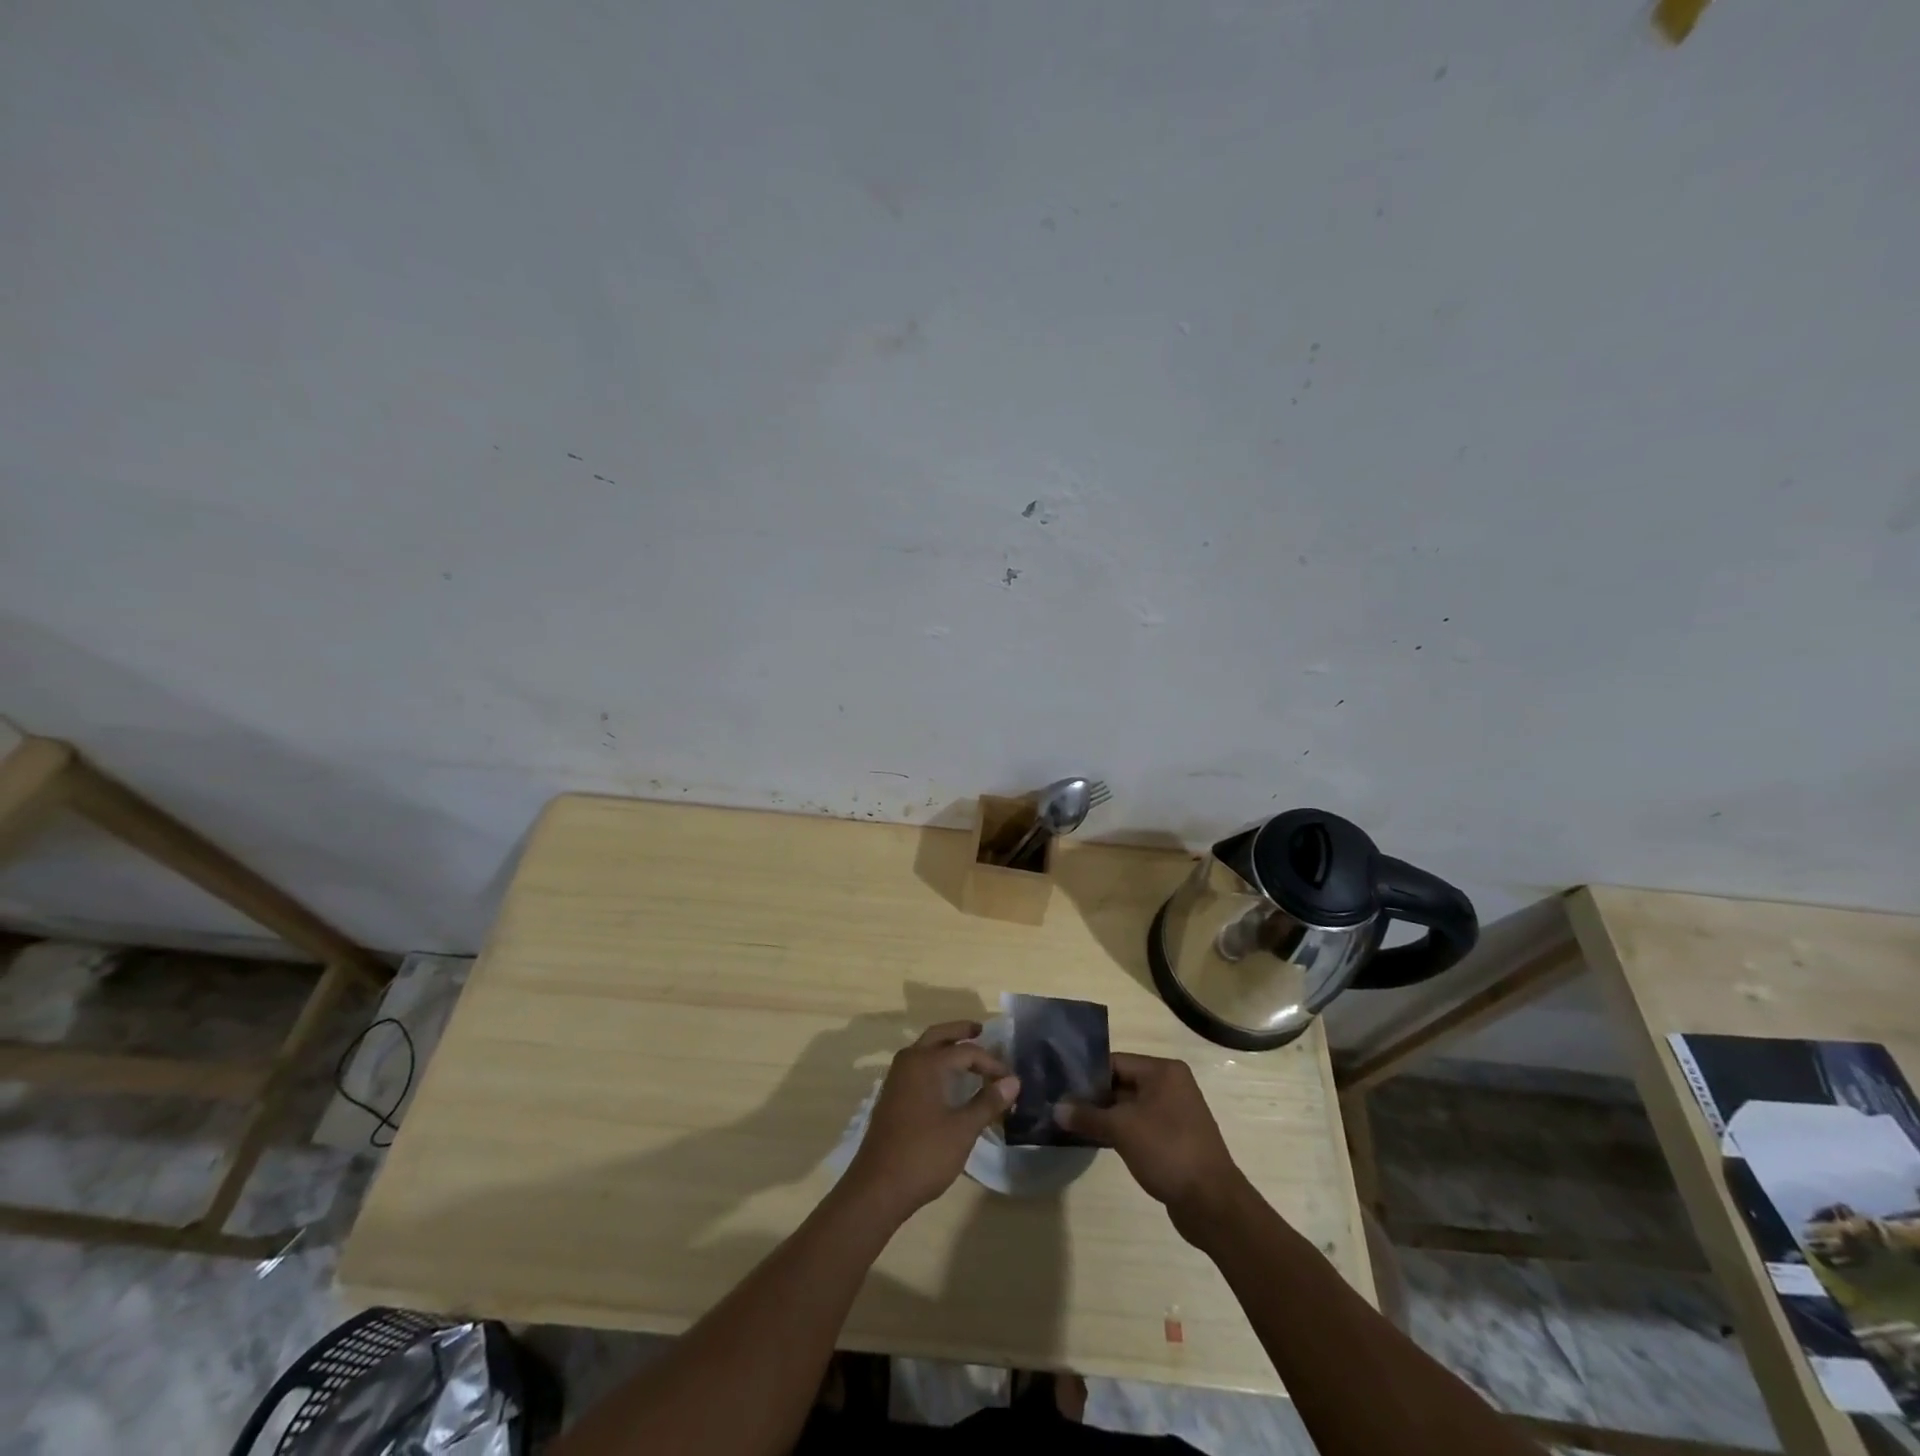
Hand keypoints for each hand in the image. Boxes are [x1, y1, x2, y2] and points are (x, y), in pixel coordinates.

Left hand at [844, 1021, 1017, 1220]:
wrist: (877, 1187)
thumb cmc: (923, 1154)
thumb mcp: (962, 1129)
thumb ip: (988, 1102)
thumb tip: (1013, 1081)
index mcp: (926, 1063)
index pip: (966, 1051)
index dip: (991, 1063)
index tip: (1010, 1080)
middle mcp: (909, 1062)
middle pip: (938, 1036)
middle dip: (960, 1031)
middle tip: (981, 1030)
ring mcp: (897, 1079)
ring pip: (925, 1050)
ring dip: (946, 1047)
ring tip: (968, 1054)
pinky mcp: (892, 1096)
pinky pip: (918, 1066)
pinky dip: (935, 1063)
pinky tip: (947, 1081)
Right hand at [1053, 1053, 1243, 1226]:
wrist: (1212, 1203)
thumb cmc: (1167, 1151)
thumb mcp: (1121, 1129)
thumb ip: (1087, 1116)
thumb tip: (1056, 1108)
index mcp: (1163, 1071)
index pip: (1115, 1062)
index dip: (1086, 1074)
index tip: (1060, 1086)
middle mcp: (1171, 1085)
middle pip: (1122, 1083)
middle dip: (1093, 1097)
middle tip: (1061, 1106)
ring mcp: (1174, 1113)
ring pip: (1129, 1107)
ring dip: (1104, 1116)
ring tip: (1071, 1124)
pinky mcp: (1174, 1138)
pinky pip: (1140, 1126)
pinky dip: (1120, 1131)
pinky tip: (1095, 1140)